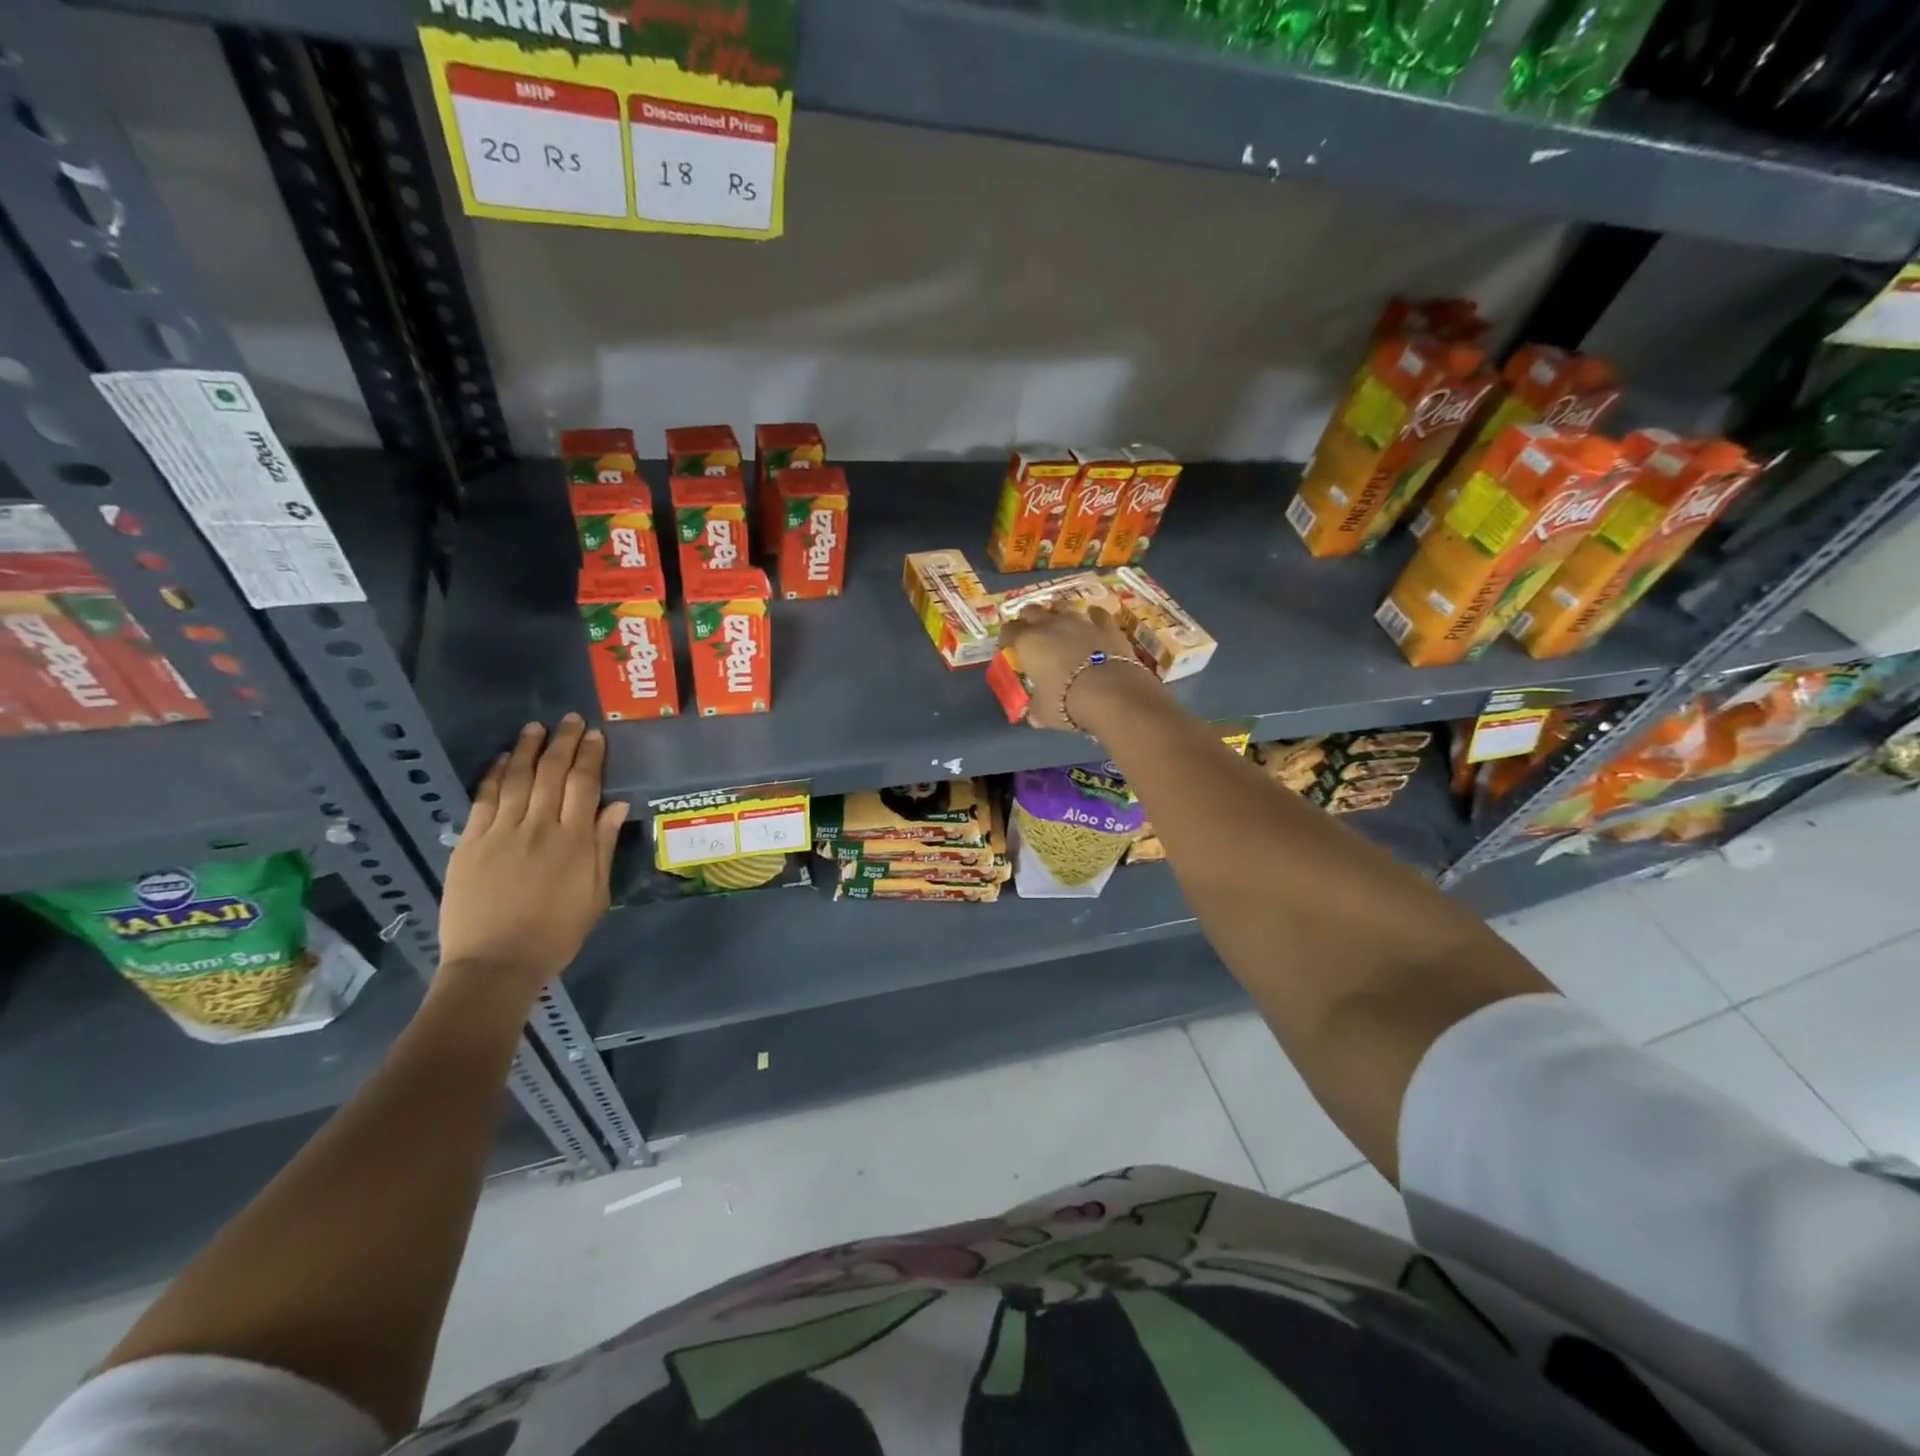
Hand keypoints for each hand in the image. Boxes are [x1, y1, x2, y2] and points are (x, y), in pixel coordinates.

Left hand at [436, 715, 629, 1003]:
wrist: (495, 964)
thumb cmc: (556, 934)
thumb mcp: (595, 895)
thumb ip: (604, 847)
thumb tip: (616, 805)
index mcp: (574, 842)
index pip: (584, 785)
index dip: (591, 756)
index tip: (595, 734)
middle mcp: (538, 828)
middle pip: (551, 773)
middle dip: (563, 743)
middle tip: (570, 720)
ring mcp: (500, 833)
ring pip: (517, 779)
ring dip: (528, 749)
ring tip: (536, 727)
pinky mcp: (470, 843)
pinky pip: (483, 799)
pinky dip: (495, 774)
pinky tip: (503, 758)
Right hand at [1000, 604, 1150, 731]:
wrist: (1111, 693)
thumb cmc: (1066, 702)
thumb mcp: (1043, 712)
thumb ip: (1036, 709)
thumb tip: (1033, 716)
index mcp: (1028, 643)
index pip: (1009, 631)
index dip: (1006, 638)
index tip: (1008, 647)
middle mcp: (1050, 625)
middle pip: (1032, 611)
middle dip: (1029, 620)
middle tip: (1031, 633)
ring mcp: (1080, 622)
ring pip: (1062, 607)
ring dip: (1058, 614)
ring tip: (1059, 624)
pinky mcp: (1106, 626)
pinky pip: (1097, 615)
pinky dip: (1094, 617)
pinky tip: (1094, 620)